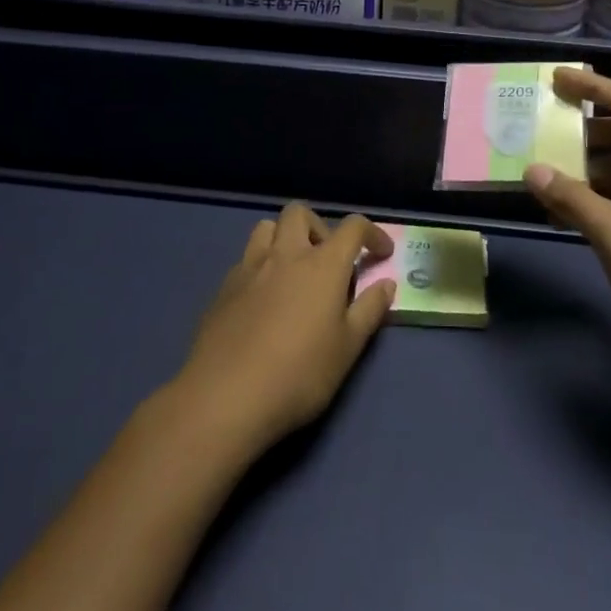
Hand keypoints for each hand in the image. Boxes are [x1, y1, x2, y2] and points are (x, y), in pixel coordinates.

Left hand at [173, 205, 394, 454]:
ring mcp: (249, 268)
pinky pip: (246, 259)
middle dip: (319, 226)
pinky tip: (263, 301)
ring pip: (266, 228)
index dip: (372, 233)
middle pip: (300, 213)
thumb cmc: (299, 374)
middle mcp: (285, 254)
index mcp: (322, 265)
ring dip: (284, 238)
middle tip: (328, 260)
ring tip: (293, 272)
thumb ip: (369, 310)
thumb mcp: (347, 348)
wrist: (225, 397)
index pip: (352, 227)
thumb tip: (386, 283)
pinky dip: (261, 267)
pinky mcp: (223, 288)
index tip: (381, 253)